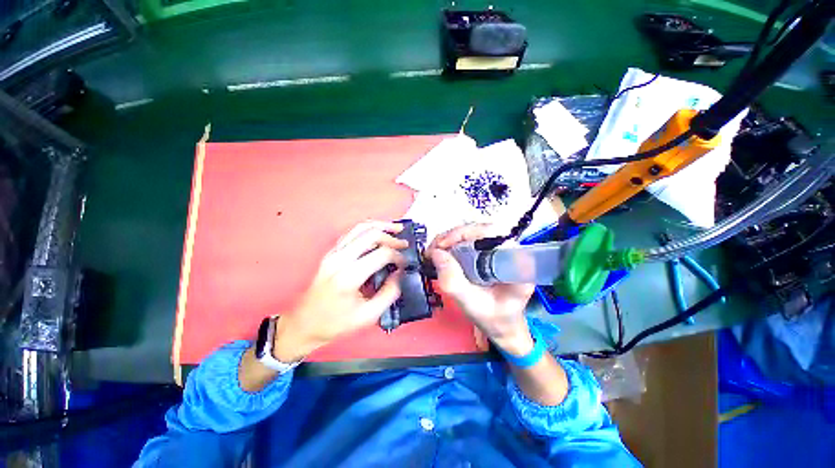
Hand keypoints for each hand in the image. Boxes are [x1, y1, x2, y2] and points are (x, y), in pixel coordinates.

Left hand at [272, 221, 407, 361]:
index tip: (406, 262)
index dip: (398, 256)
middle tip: (405, 244)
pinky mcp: (331, 252)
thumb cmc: (336, 323)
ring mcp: (333, 253)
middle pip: (371, 235)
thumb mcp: (368, 316)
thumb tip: (400, 273)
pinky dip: (368, 229)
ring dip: (381, 226)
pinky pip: (352, 233)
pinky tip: (379, 232)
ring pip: (360, 228)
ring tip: (396, 228)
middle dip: (392, 237)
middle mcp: (339, 259)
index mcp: (349, 277)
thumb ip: (389, 293)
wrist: (304, 323)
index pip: (381, 254)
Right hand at [427, 224, 535, 355]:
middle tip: (434, 249)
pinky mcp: (488, 253)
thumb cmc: (493, 319)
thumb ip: (453, 282)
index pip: (494, 233)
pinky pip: (469, 242)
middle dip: (453, 236)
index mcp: (514, 264)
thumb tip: (436, 253)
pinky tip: (440, 253)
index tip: (445, 245)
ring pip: (473, 234)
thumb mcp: (471, 304)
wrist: (502, 327)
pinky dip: (451, 245)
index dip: (468, 233)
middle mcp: (509, 252)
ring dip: (450, 240)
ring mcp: (498, 251)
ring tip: (433, 252)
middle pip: (480, 230)